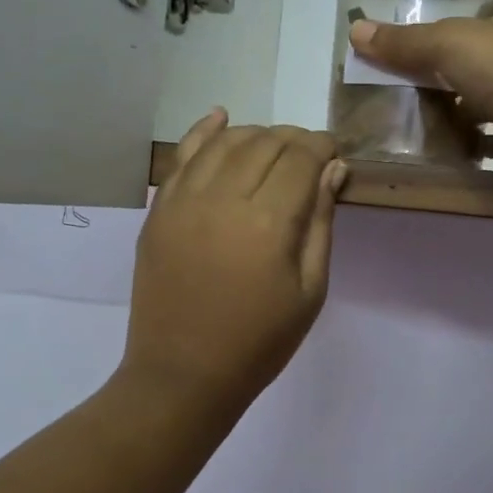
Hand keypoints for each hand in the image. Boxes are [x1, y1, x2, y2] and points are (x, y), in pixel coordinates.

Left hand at [121, 110, 346, 413]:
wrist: (183, 374)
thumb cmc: (259, 341)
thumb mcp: (309, 289)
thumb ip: (320, 222)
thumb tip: (332, 168)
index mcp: (268, 222)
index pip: (300, 158)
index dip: (321, 147)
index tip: (333, 153)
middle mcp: (223, 197)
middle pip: (265, 143)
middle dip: (294, 140)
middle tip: (309, 154)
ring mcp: (184, 200)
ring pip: (225, 141)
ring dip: (255, 134)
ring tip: (273, 147)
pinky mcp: (159, 209)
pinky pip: (182, 155)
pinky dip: (204, 131)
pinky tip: (221, 117)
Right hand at [347, 0, 492, 195]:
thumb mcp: (448, 44)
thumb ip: (404, 42)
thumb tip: (355, 31)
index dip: (471, 18)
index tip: (437, 34)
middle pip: (488, 57)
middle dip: (455, 68)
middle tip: (409, 80)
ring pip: (490, 99)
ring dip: (460, 107)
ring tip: (414, 115)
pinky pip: (492, 138)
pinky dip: (469, 143)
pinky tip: (438, 149)